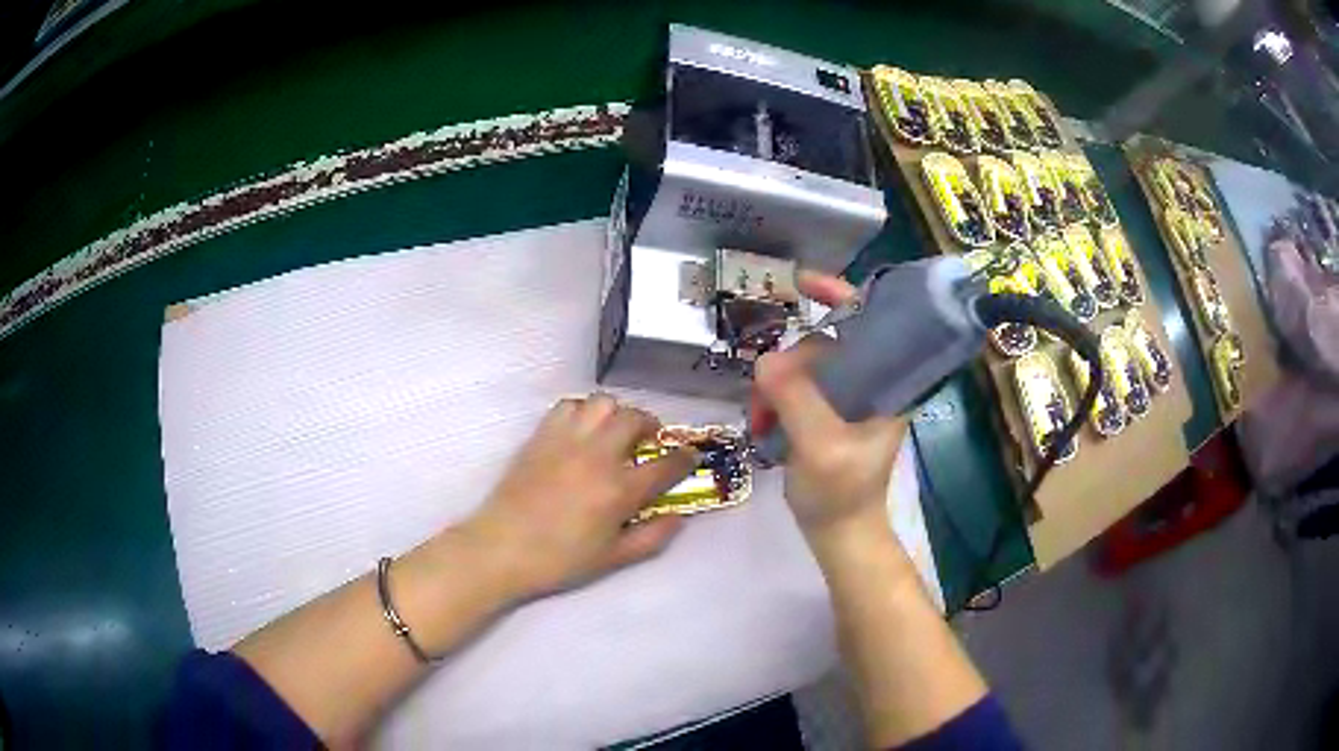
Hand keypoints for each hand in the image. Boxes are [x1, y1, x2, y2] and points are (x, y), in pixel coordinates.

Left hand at [461, 394, 697, 599]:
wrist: (501, 548)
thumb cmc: (559, 559)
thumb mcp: (613, 558)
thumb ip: (653, 537)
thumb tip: (679, 516)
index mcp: (620, 490)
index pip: (666, 465)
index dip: (685, 459)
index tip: (689, 458)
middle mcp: (597, 456)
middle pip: (636, 419)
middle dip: (652, 426)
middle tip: (650, 441)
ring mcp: (567, 441)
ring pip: (602, 403)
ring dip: (617, 413)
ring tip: (615, 431)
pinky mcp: (541, 435)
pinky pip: (568, 406)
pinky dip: (582, 411)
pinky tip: (582, 431)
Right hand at [751, 271, 907, 542]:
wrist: (838, 533)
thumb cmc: (842, 493)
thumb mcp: (821, 446)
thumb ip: (796, 399)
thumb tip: (765, 359)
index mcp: (889, 383)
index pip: (872, 321)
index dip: (842, 295)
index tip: (804, 282)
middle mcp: (871, 382)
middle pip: (825, 343)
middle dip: (790, 362)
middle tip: (765, 395)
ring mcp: (847, 398)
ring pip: (803, 366)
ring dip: (775, 385)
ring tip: (761, 418)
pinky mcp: (826, 413)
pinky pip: (793, 387)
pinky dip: (773, 399)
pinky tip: (762, 422)